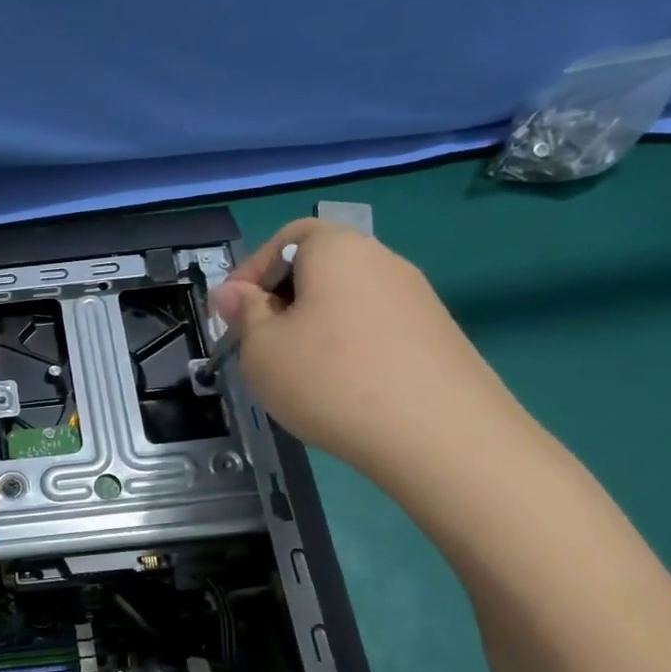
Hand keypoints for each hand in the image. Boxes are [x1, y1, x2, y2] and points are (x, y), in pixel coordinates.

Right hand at [210, 217, 518, 477]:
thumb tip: (232, 293)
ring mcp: (416, 299)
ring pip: (346, 302)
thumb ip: (244, 314)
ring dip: (313, 328)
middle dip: (281, 301)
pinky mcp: (436, 337)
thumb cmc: (330, 379)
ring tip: (295, 373)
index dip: (251, 271)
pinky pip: (374, 330)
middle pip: (319, 268)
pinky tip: (339, 390)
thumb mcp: (262, 348)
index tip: (231, 313)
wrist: (439, 435)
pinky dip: (347, 349)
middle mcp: (383, 261)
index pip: (287, 236)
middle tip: (257, 346)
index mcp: (338, 249)